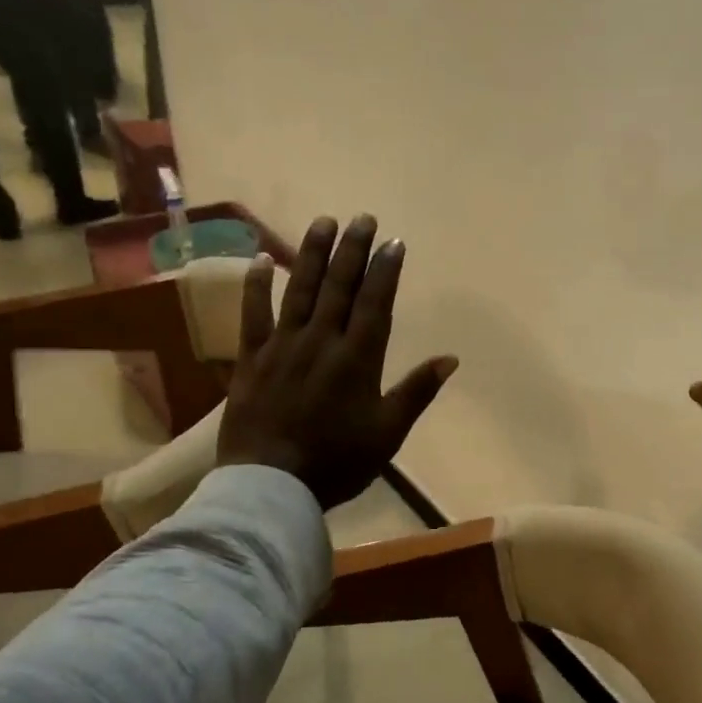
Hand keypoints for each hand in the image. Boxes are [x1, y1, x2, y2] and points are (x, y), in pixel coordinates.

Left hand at [216, 215, 459, 509]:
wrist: (272, 484)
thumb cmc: (337, 462)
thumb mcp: (388, 433)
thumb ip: (417, 392)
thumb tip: (450, 359)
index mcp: (358, 359)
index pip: (375, 303)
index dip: (385, 270)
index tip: (393, 242)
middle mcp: (321, 341)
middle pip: (339, 287)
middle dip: (352, 250)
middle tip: (361, 218)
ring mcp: (283, 346)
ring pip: (299, 290)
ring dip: (312, 254)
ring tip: (322, 222)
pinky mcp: (251, 359)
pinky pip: (252, 314)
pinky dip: (256, 285)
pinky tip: (261, 258)